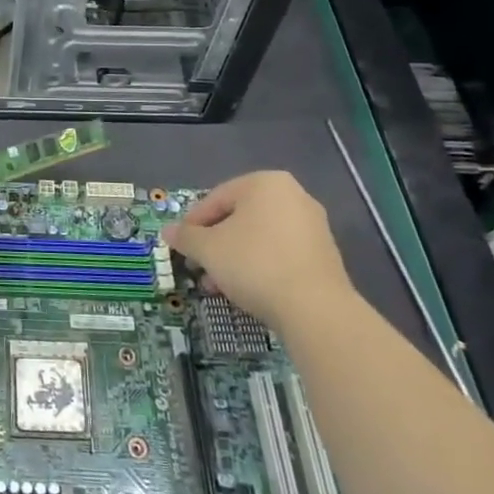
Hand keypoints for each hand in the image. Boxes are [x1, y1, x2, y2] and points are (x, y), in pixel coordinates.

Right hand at [165, 170, 352, 330]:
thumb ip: (185, 237)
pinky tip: (248, 290)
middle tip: (199, 267)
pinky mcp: (325, 255)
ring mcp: (313, 226)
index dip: (193, 224)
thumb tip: (167, 232)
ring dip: (235, 257)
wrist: (316, 310)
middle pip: (239, 218)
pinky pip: (281, 253)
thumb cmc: (254, 264)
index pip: (216, 198)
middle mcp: (293, 196)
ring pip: (259, 237)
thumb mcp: (208, 249)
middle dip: (215, 243)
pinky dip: (261, 266)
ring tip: (219, 285)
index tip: (182, 247)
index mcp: (265, 183)